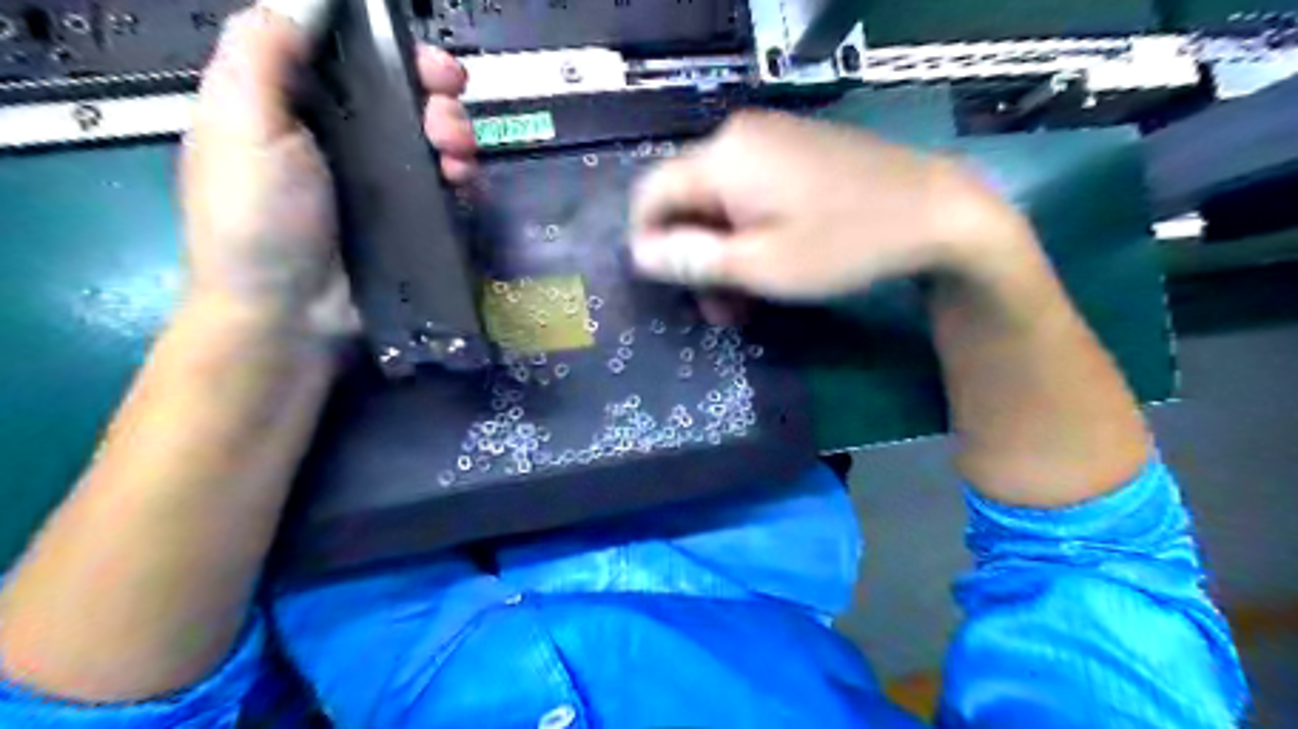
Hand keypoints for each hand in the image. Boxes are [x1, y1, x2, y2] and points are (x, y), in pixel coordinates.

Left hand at [180, 0, 476, 331]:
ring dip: (456, 134)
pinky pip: (451, 185)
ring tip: (456, 153)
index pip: (349, 57)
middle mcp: (342, 139)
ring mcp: (384, 184)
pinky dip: (465, 177)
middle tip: (448, 106)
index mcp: (293, 105)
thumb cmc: (258, 218)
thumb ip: (265, 51)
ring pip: (434, 138)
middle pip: (402, 95)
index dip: (388, 48)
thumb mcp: (241, 123)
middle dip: (435, 92)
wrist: (292, 316)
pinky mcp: (415, 219)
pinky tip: (463, 181)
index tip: (420, 56)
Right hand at [630, 110, 1035, 302]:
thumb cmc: (843, 243)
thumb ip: (693, 259)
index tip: (670, 288)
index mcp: (722, 159)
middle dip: (696, 258)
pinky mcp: (797, 151)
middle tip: (720, 311)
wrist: (936, 211)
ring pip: (720, 202)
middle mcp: (739, 138)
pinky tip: (770, 264)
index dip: (648, 244)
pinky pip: (751, 192)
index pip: (651, 195)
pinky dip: (749, 232)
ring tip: (746, 301)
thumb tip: (639, 254)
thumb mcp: (760, 265)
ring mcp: (771, 141)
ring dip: (724, 252)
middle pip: (688, 201)